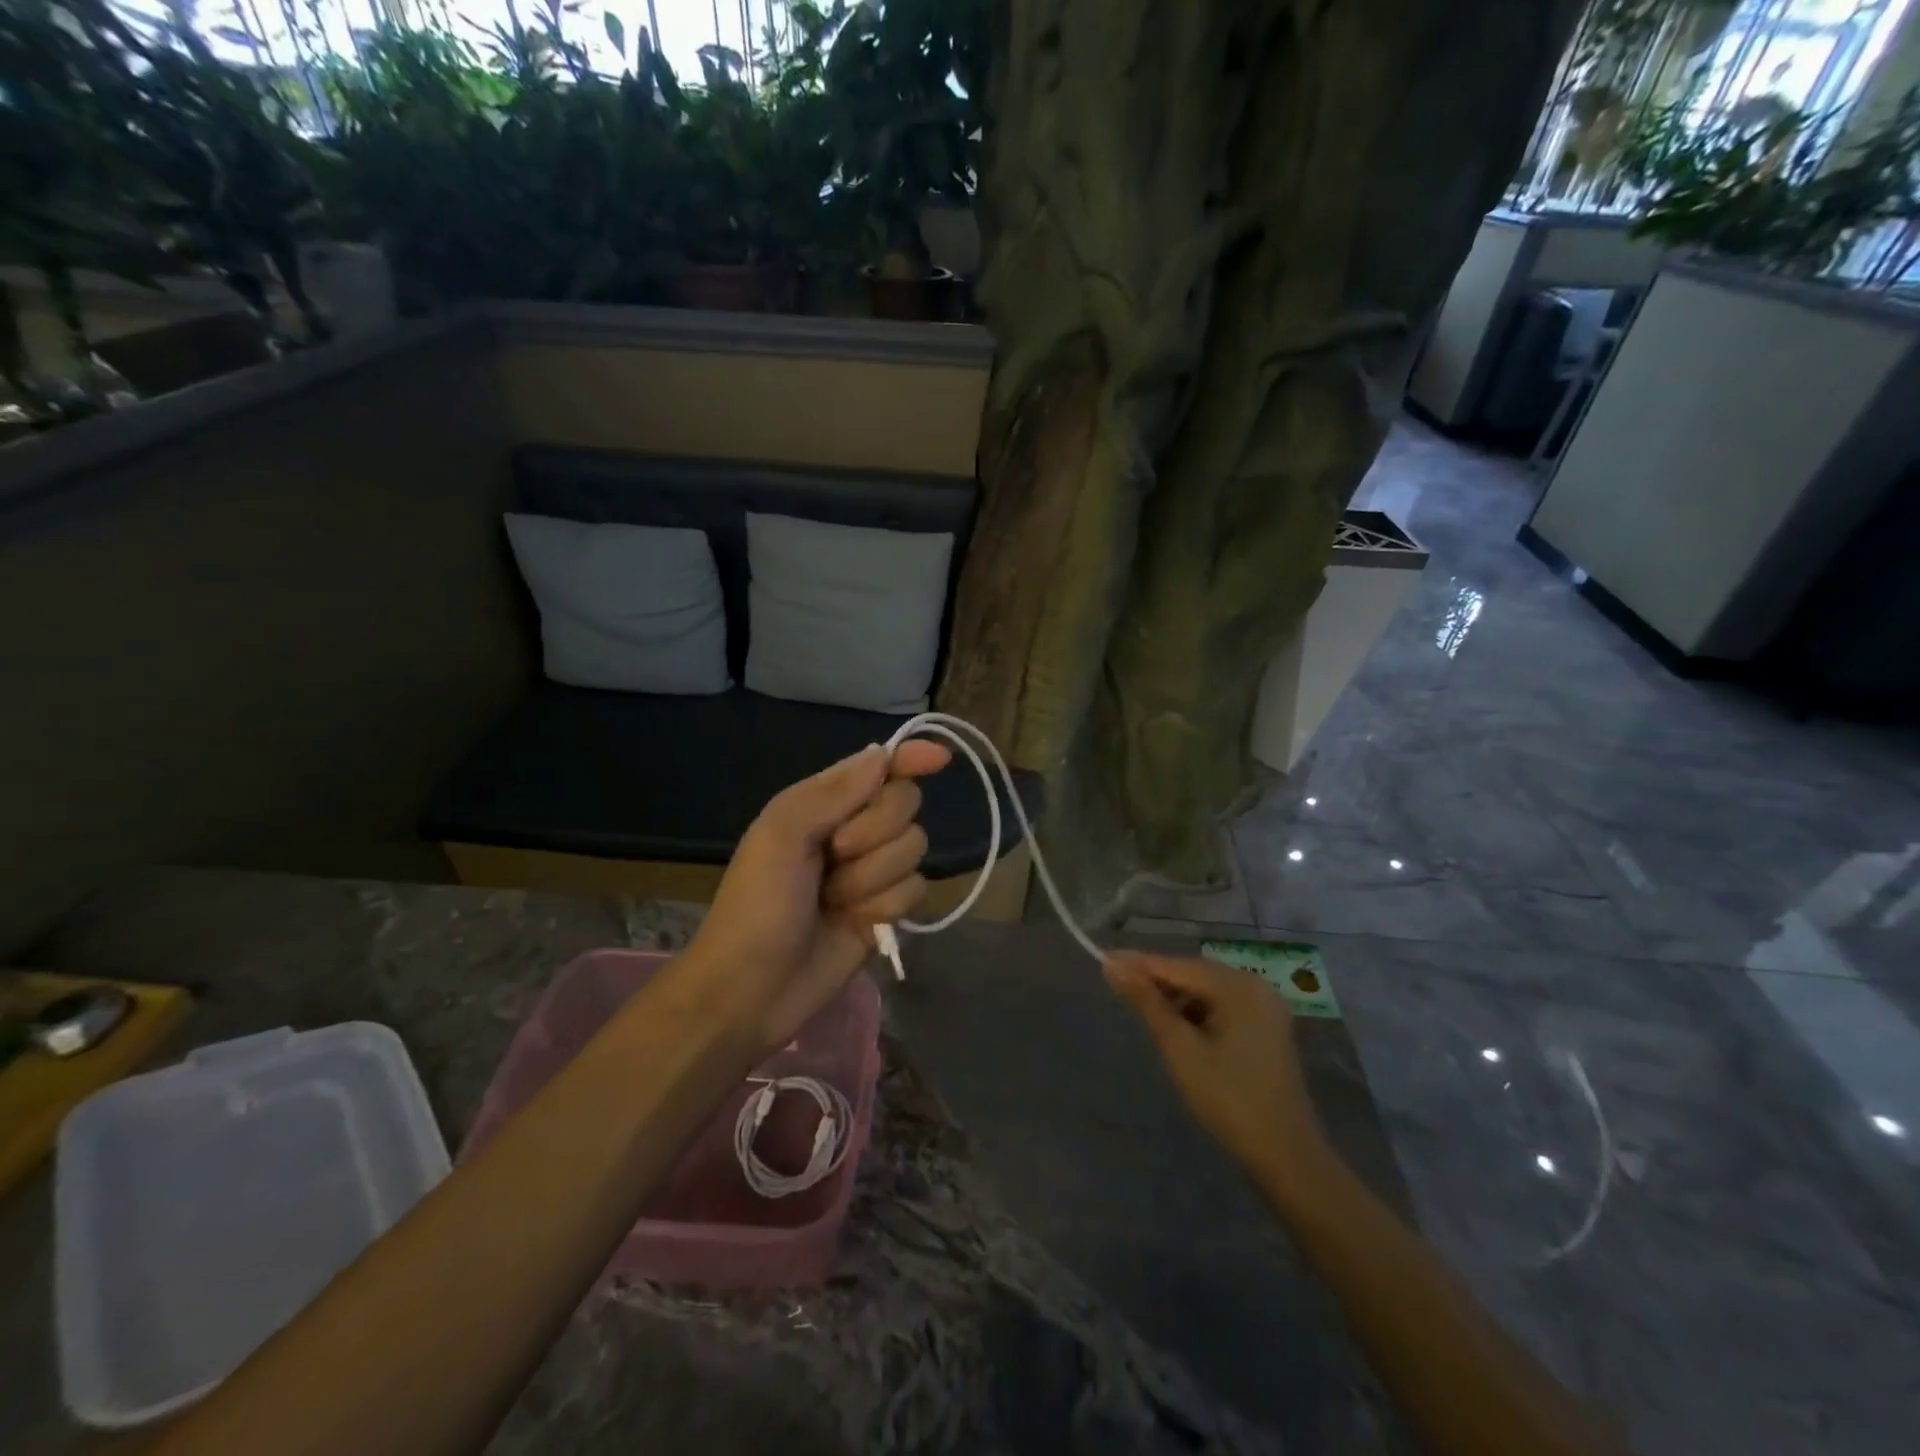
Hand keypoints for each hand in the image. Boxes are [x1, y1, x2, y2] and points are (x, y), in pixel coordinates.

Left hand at [683, 740, 950, 1055]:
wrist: (752, 990)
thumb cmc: (757, 905)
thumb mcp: (782, 836)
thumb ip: (834, 792)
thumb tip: (883, 755)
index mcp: (823, 803)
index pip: (878, 767)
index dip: (910, 757)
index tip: (941, 758)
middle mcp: (854, 830)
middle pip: (905, 805)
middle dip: (876, 831)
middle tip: (835, 854)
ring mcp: (872, 872)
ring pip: (914, 849)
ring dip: (873, 877)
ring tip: (834, 900)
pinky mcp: (886, 910)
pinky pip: (915, 889)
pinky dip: (885, 906)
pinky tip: (856, 922)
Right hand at [1104, 952, 1328, 1185]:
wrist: (1286, 1155)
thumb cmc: (1228, 1099)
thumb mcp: (1180, 1049)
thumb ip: (1146, 1003)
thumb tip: (1112, 965)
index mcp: (1238, 987)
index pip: (1178, 965)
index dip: (1139, 964)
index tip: (1104, 961)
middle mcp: (1256, 986)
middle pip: (1195, 973)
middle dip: (1158, 980)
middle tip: (1119, 987)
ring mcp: (1266, 1007)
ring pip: (1208, 990)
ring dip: (1177, 997)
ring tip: (1146, 1012)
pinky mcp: (1268, 1027)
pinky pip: (1224, 1006)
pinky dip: (1198, 1011)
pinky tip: (1180, 1029)